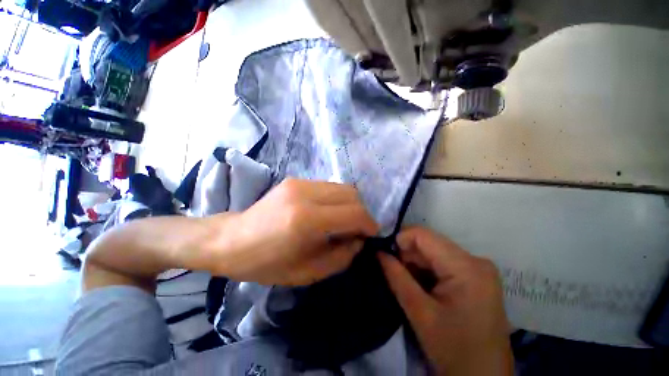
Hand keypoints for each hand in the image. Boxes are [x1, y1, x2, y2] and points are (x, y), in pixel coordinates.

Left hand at [204, 179, 378, 285]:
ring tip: (344, 220)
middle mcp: (305, 194)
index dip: (369, 224)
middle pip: (352, 194)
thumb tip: (359, 239)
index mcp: (307, 220)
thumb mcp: (308, 272)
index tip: (371, 234)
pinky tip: (328, 212)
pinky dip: (336, 199)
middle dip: (362, 212)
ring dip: (350, 204)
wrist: (231, 240)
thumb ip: (342, 256)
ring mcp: (299, 182)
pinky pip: (328, 186)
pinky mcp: (295, 179)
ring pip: (342, 187)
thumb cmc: (267, 264)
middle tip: (357, 229)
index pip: (354, 213)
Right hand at [378, 226, 512, 375]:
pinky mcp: (475, 277)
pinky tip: (419, 285)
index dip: (400, 239)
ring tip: (405, 281)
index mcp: (466, 267)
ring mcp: (477, 269)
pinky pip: (442, 263)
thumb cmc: (454, 351)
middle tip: (392, 270)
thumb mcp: (420, 313)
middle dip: (406, 253)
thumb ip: (396, 277)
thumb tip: (378, 252)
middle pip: (429, 243)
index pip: (423, 235)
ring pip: (434, 252)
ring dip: (415, 263)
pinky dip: (426, 270)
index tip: (384, 253)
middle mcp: (475, 260)